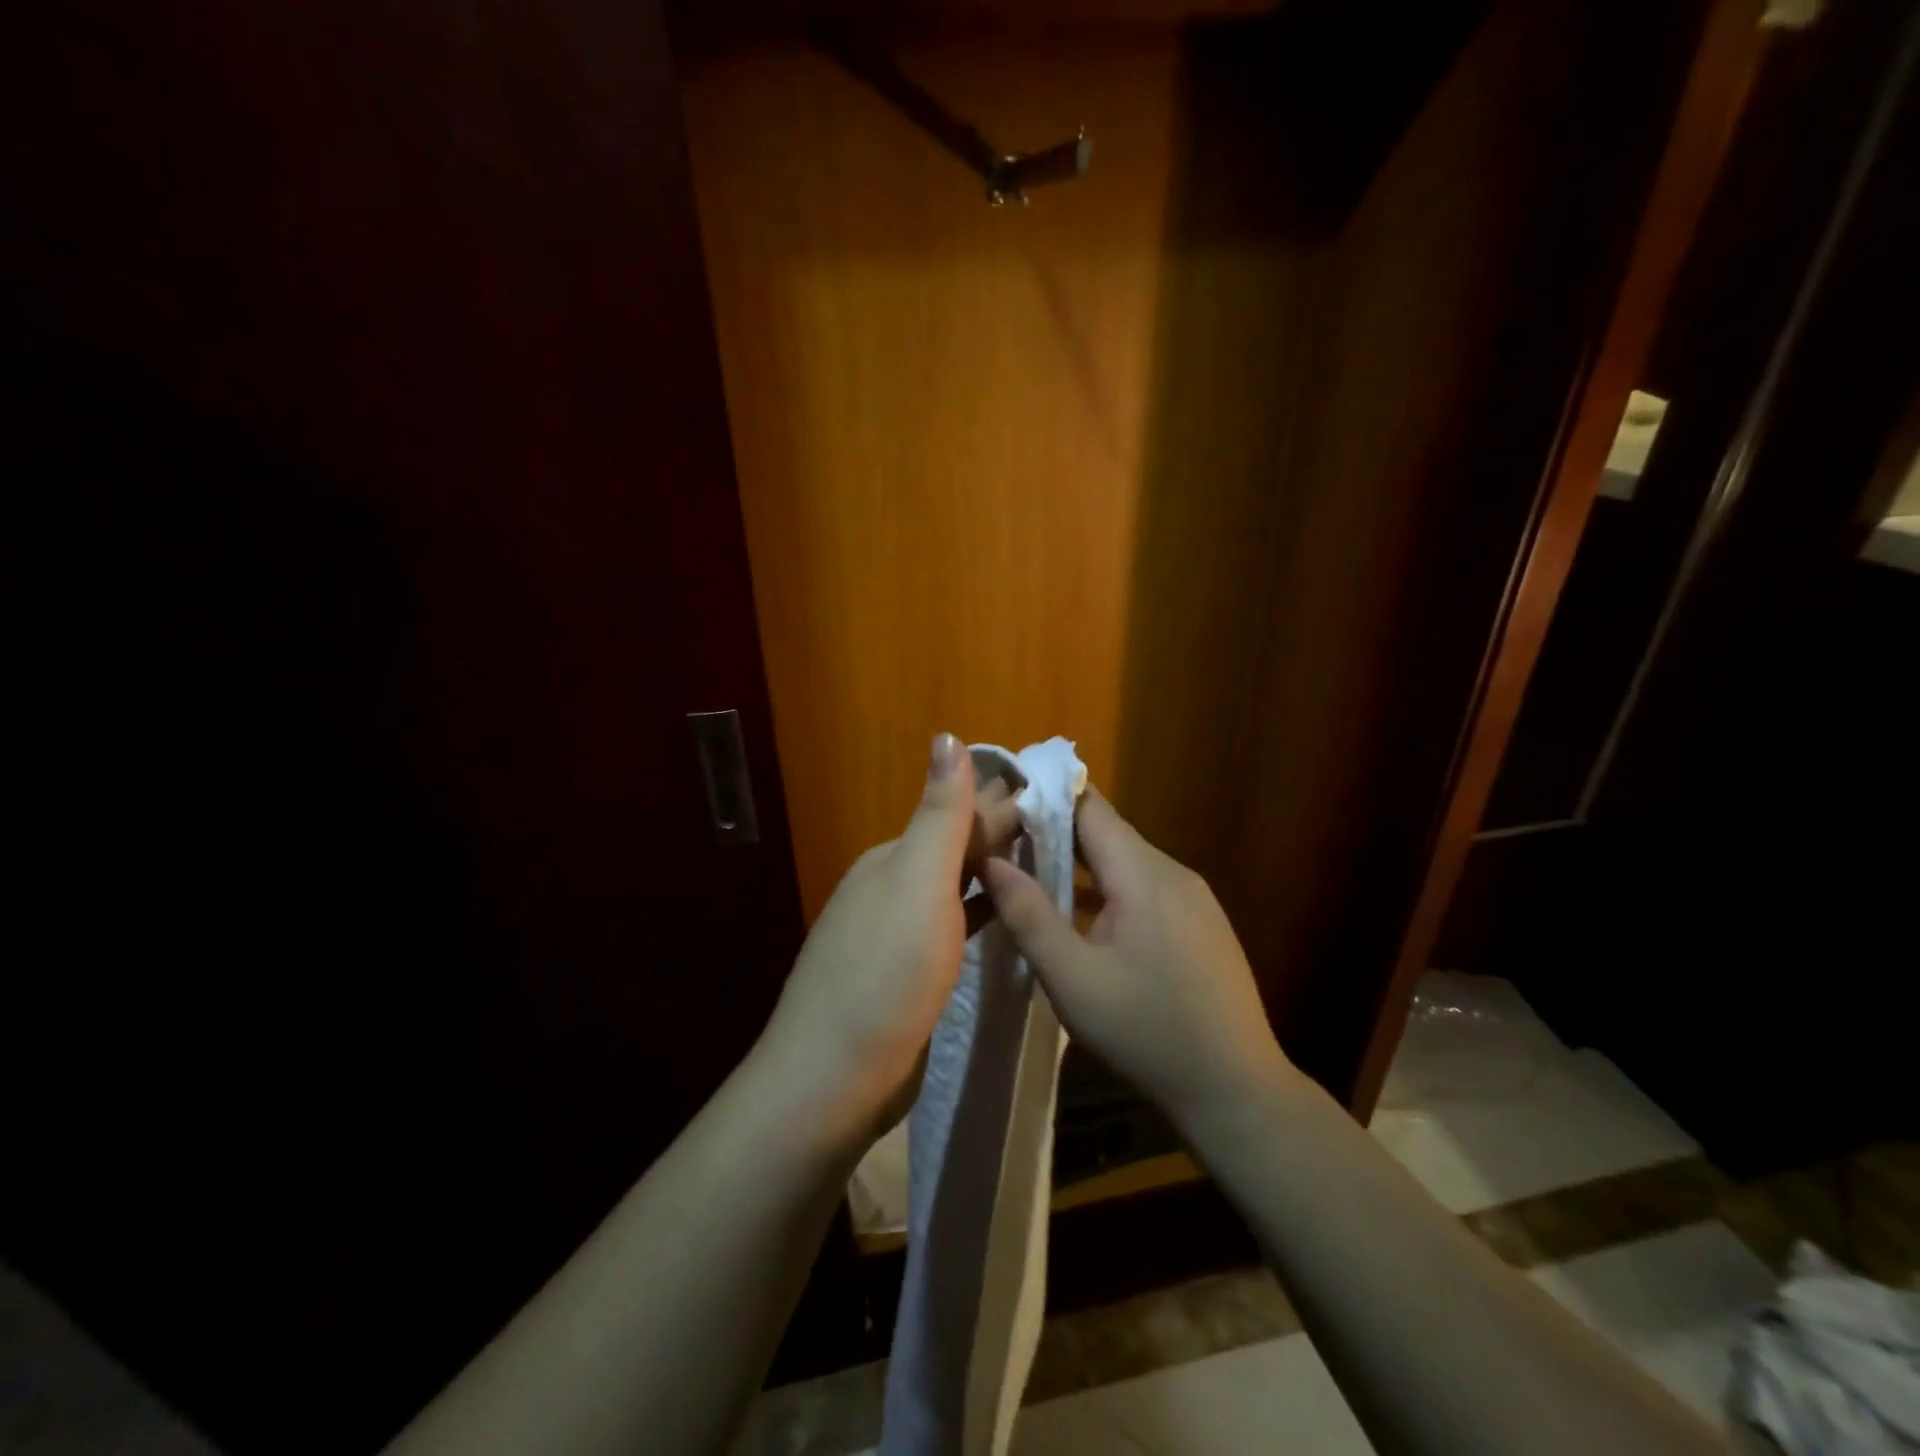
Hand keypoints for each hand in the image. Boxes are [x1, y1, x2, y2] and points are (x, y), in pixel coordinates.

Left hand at [759, 733, 1019, 1145]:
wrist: (834, 1078)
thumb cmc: (886, 971)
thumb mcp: (917, 882)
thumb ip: (939, 814)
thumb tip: (948, 735)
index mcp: (893, 859)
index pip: (958, 815)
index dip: (1006, 803)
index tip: (1060, 797)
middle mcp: (890, 888)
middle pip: (956, 849)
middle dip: (1003, 833)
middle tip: (1067, 829)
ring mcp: (894, 935)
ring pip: (955, 889)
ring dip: (994, 872)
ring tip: (1048, 864)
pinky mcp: (905, 976)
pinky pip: (952, 928)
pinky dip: (981, 913)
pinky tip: (1004, 915)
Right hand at [982, 787, 1296, 1131]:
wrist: (1235, 1089)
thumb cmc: (1146, 1031)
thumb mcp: (1072, 979)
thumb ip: (1028, 914)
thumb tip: (989, 861)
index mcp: (1143, 874)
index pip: (1089, 806)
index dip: (1044, 796)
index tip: (1001, 801)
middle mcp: (1173, 871)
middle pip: (1107, 831)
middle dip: (1055, 831)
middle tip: (1005, 843)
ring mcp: (1193, 897)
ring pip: (1125, 860)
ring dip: (1081, 863)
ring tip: (1033, 876)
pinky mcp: (1201, 922)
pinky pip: (1145, 886)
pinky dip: (1109, 888)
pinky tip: (1084, 917)